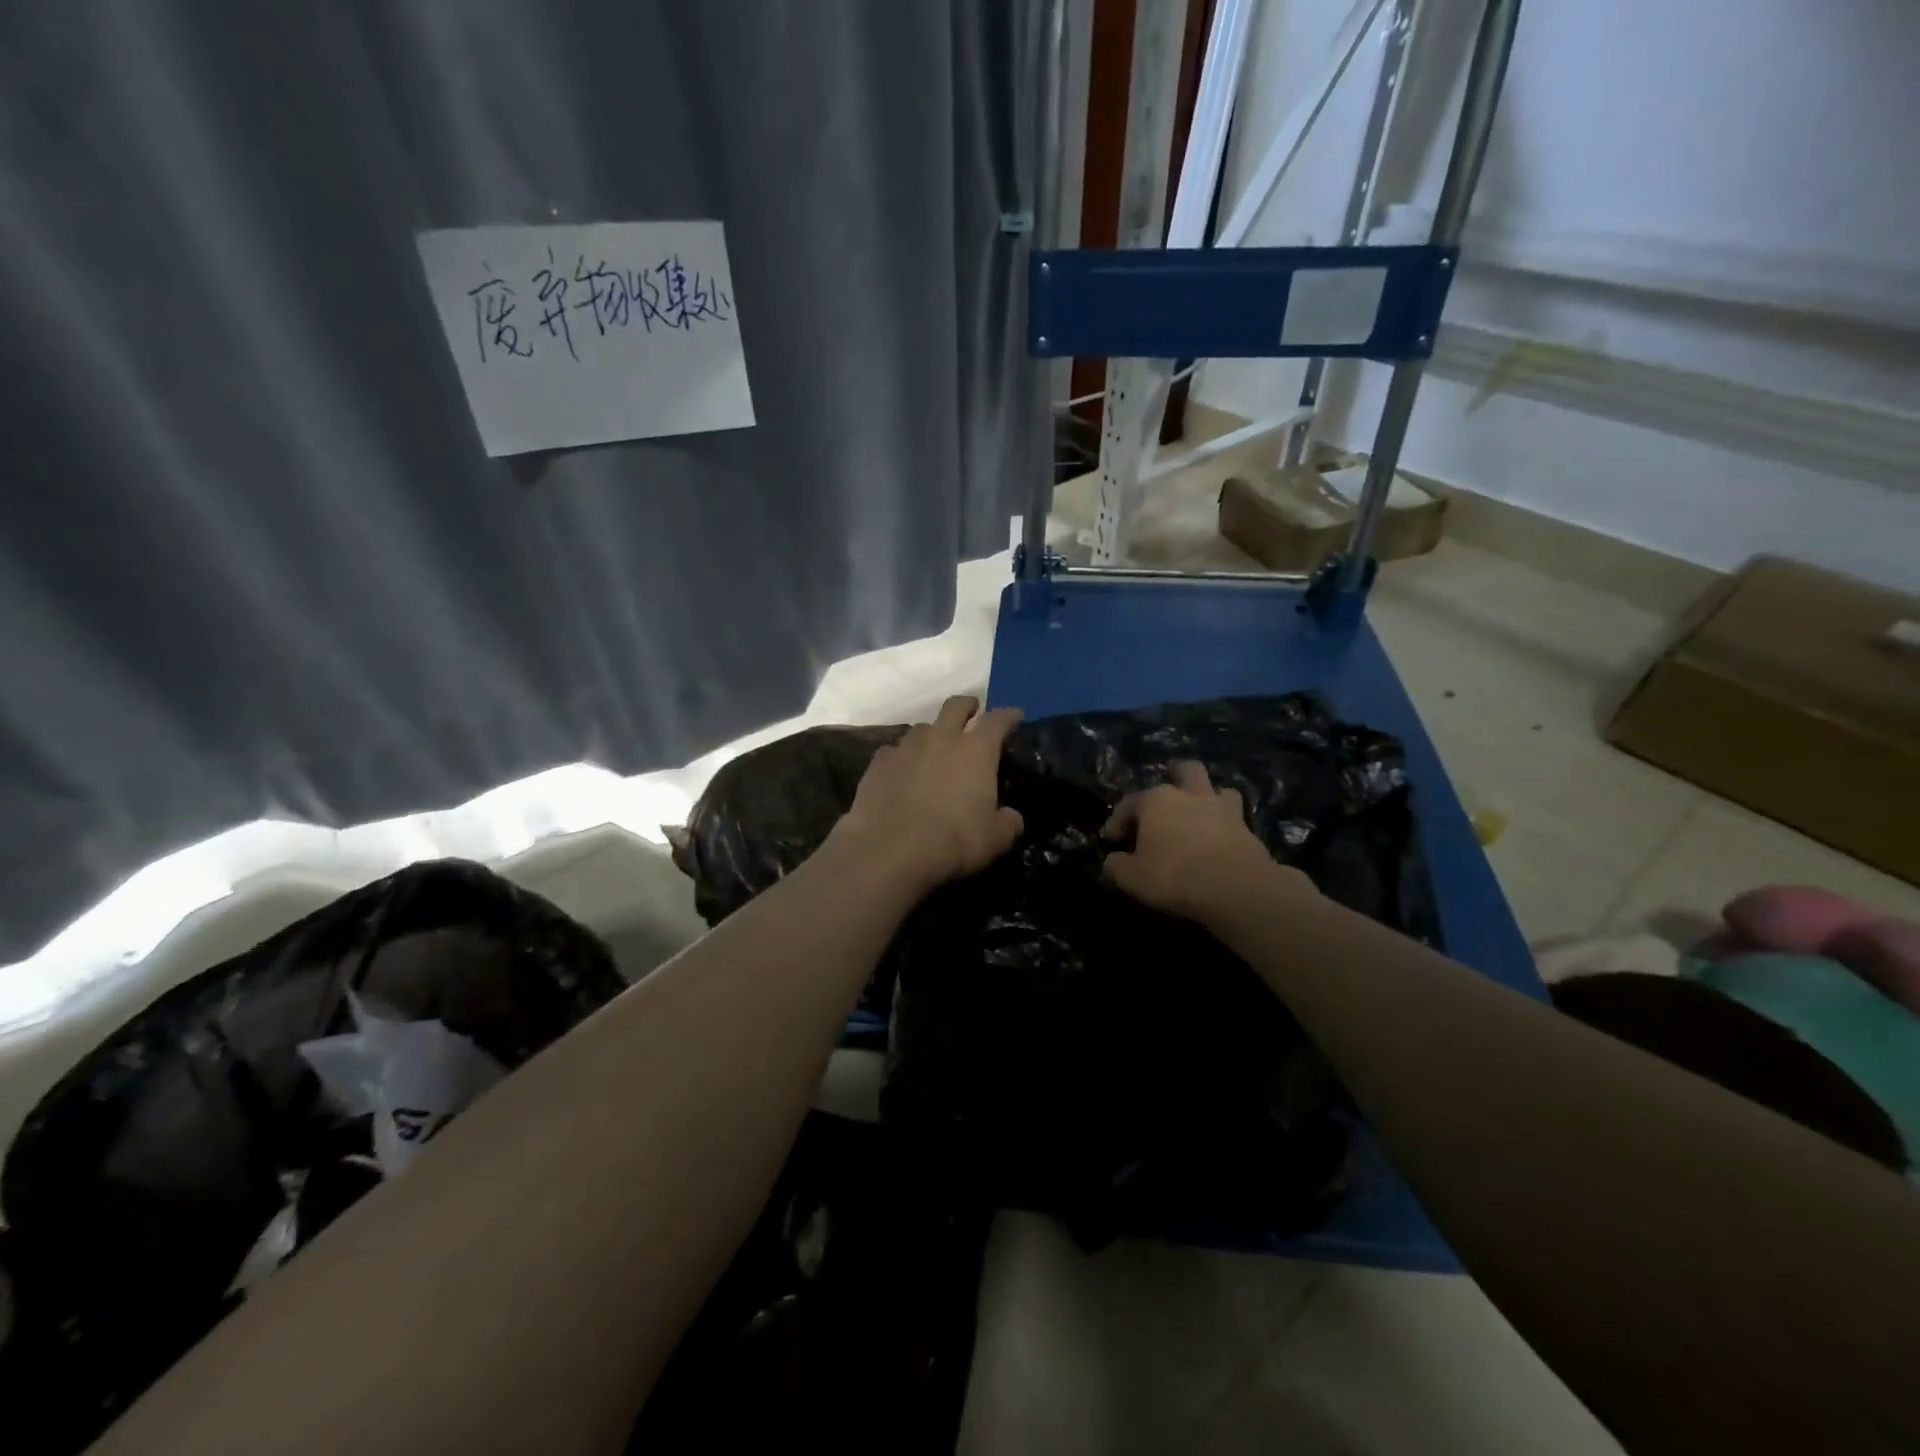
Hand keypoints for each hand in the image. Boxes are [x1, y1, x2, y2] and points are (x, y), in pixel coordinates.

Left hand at [832, 696, 1025, 892]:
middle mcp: (941, 738)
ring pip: (922, 728)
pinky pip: (894, 751)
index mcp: (976, 751)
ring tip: (935, 748)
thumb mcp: (995, 839)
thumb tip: (1011, 817)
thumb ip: (1007, 822)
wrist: (890, 848)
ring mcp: (906, 748)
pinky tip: (902, 772)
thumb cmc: (953, 840)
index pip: (997, 721)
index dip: (1009, 716)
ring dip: (932, 734)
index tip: (1015, 715)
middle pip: (955, 707)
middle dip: (967, 706)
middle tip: (972, 711)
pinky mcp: (878, 763)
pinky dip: (902, 758)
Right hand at [1101, 761, 1309, 923]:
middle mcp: (1188, 794)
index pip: (1128, 803)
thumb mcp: (1132, 878)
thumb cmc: (1174, 876)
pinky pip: (1234, 814)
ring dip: (1206, 795)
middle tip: (1165, 796)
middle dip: (1173, 777)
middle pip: (1183, 770)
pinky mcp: (1245, 825)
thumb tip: (1112, 861)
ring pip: (1215, 786)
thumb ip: (1116, 866)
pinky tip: (1219, 835)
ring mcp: (1220, 806)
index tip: (1112, 840)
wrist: (1235, 887)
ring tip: (1198, 811)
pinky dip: (1225, 821)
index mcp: (1155, 801)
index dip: (1117, 821)